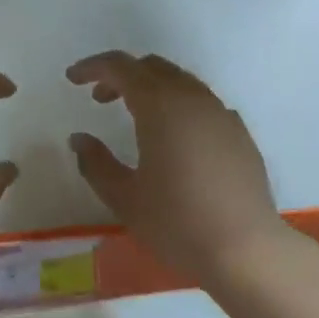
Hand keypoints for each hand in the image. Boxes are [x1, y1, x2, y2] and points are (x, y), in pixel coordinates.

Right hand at [66, 51, 292, 288]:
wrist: (245, 250)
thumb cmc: (176, 223)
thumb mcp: (124, 197)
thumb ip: (96, 163)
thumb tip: (80, 139)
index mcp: (161, 106)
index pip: (121, 67)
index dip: (93, 67)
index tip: (72, 78)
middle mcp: (193, 99)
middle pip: (153, 67)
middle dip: (122, 75)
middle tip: (99, 99)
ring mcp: (221, 114)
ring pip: (181, 81)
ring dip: (152, 87)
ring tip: (135, 116)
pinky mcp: (240, 134)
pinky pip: (203, 103)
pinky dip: (179, 105)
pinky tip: (174, 137)